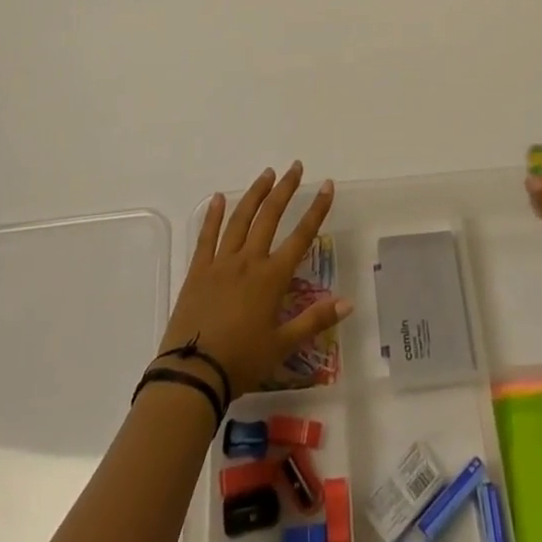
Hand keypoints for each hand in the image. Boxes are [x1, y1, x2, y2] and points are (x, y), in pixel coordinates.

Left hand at [158, 162, 351, 399]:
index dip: (316, 210)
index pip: (301, 236)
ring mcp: (221, 263)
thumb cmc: (242, 362)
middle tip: (295, 167)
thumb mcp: (283, 345)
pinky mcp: (198, 271)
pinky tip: (219, 197)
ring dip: (255, 194)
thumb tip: (349, 302)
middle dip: (285, 189)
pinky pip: (207, 236)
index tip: (326, 185)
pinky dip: (213, 215)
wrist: (193, 374)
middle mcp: (249, 261)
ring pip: (241, 219)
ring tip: (267, 174)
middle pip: (270, 216)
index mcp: (272, 278)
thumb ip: (315, 320)